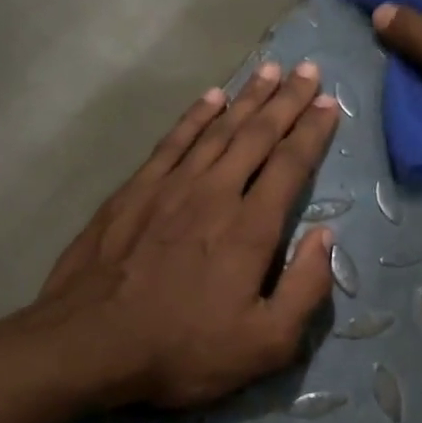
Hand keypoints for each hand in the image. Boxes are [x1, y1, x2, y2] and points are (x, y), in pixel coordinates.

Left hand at [37, 62, 340, 408]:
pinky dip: (195, 117)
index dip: (314, 132)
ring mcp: (169, 188)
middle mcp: (214, 194)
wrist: (90, 346)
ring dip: (247, 99)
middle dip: (287, 101)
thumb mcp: (265, 344)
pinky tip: (210, 99)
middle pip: (257, 135)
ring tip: (270, 72)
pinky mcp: (133, 192)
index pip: (290, 166)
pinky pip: (173, 141)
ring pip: (217, 130)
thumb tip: (325, 237)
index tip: (331, 104)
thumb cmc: (183, 351)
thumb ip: (306, 289)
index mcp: (250, 229)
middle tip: (308, 70)